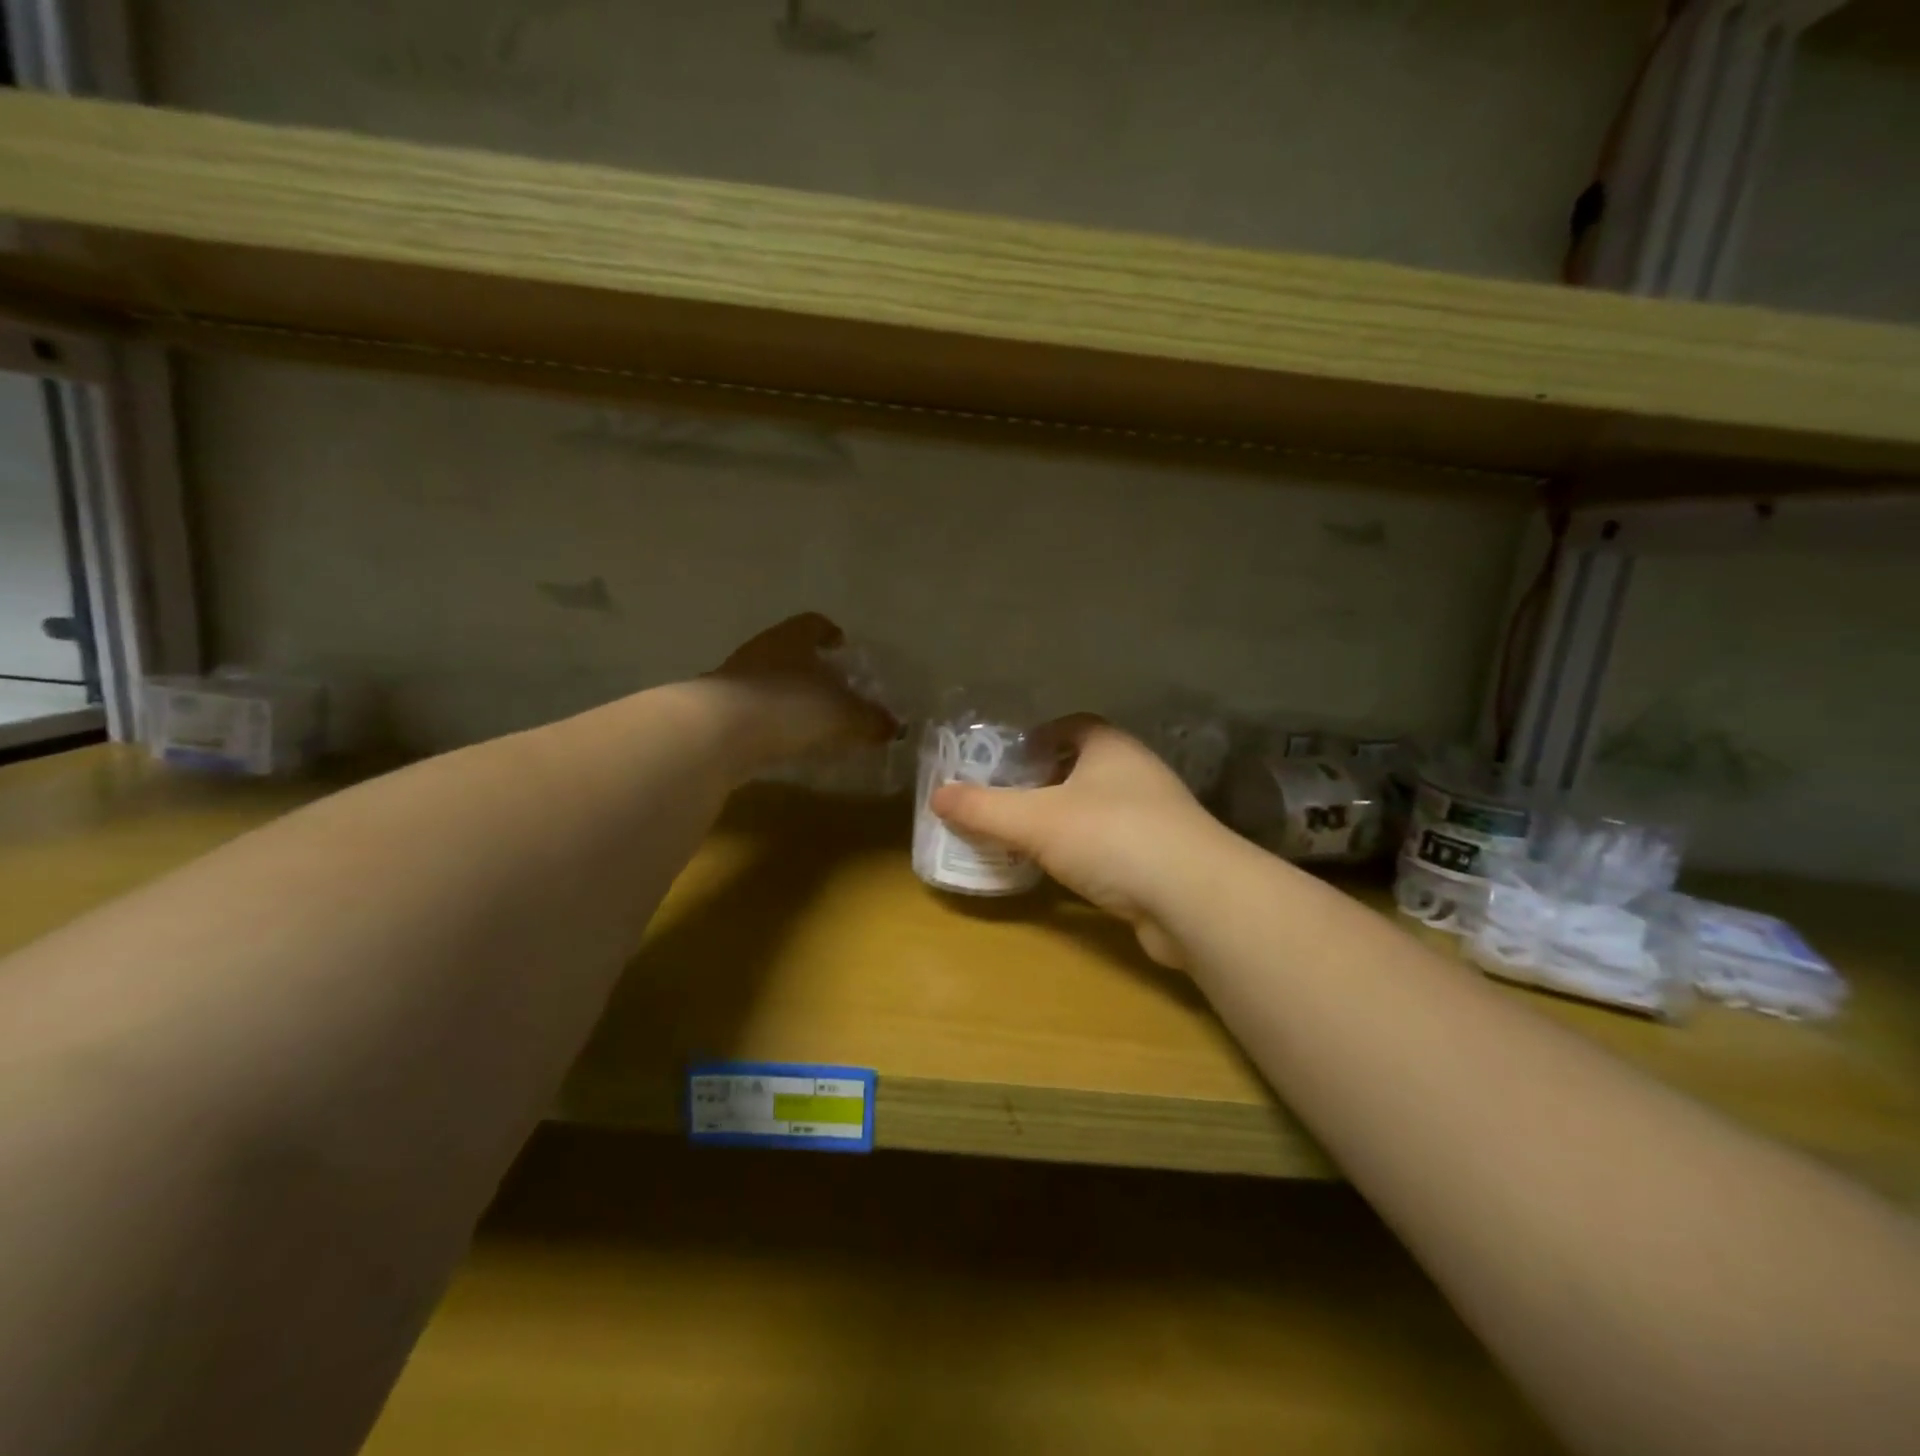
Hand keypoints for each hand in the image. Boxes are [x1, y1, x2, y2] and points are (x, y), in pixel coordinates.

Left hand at [705, 612, 896, 767]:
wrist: (717, 734)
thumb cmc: (790, 706)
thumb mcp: (843, 715)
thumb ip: (870, 719)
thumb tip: (894, 726)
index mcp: (792, 639)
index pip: (814, 624)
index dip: (830, 633)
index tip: (841, 644)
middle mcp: (761, 650)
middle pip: (789, 651)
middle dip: (810, 667)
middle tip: (833, 687)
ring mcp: (732, 679)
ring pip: (768, 680)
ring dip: (787, 695)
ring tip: (810, 719)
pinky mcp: (715, 711)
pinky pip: (752, 710)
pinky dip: (769, 721)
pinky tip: (783, 741)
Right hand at [932, 717, 1227, 967]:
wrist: (1194, 898)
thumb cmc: (1111, 836)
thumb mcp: (1034, 820)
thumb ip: (983, 808)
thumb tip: (936, 795)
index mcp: (1111, 747)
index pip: (1073, 725)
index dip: (1039, 737)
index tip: (1008, 759)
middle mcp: (1138, 773)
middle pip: (1084, 768)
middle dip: (1046, 782)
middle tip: (1006, 802)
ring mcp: (1157, 817)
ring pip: (1100, 809)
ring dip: (1067, 820)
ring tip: (1026, 838)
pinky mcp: (1165, 859)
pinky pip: (1115, 846)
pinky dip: (1087, 853)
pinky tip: (1065, 873)